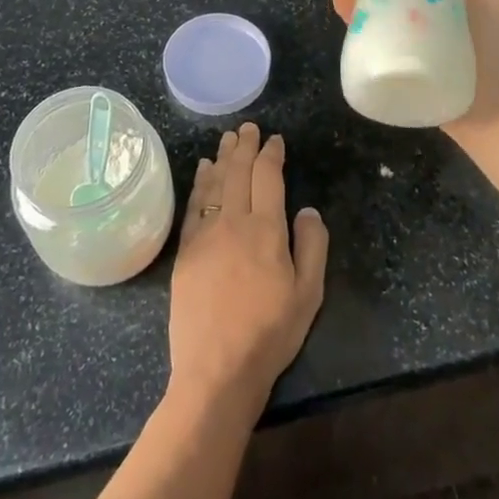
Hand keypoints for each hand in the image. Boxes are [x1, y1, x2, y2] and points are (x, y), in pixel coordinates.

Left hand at [169, 123, 328, 415]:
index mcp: (266, 229)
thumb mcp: (308, 293)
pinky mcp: (186, 251)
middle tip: (248, 128)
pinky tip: (203, 171)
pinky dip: (200, 183)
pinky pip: (194, 205)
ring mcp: (205, 235)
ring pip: (214, 183)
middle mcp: (233, 222)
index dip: (271, 154)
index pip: (268, 177)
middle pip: (238, 172)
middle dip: (244, 146)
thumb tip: (308, 209)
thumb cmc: (270, 333)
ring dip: (222, 158)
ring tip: (227, 140)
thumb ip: (312, 245)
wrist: (216, 369)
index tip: (275, 140)